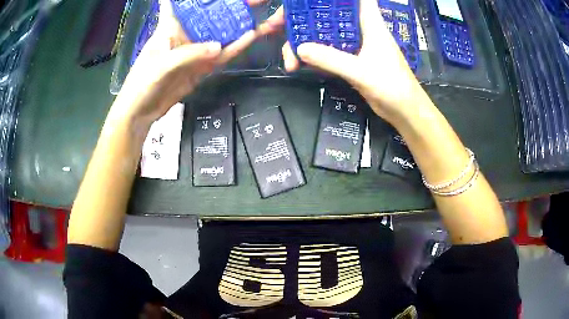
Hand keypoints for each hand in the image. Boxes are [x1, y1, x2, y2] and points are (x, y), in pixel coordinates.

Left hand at [112, 0, 282, 127]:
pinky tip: (252, 36)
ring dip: (239, 25)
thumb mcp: (163, 64)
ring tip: (260, 15)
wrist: (141, 111)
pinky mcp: (202, 66)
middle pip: (210, 16)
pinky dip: (236, 47)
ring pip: (220, 34)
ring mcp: (195, 50)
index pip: (179, 3)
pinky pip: (222, 55)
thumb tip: (218, 48)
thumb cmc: (143, 82)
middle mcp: (186, 34)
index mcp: (170, 27)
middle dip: (230, 6)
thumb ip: (189, 54)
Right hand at [278, 0, 424, 122]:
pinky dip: (312, 58)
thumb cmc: (393, 86)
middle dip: (301, 19)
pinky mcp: (350, 60)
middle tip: (276, 26)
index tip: (305, 1)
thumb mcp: (361, 71)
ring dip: (303, 43)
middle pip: (326, 15)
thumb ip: (331, 60)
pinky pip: (326, 53)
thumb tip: (299, 49)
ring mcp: (353, 45)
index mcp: (368, 22)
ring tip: (288, 60)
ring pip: (322, 35)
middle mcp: (358, 29)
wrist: (404, 111)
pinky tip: (298, 66)